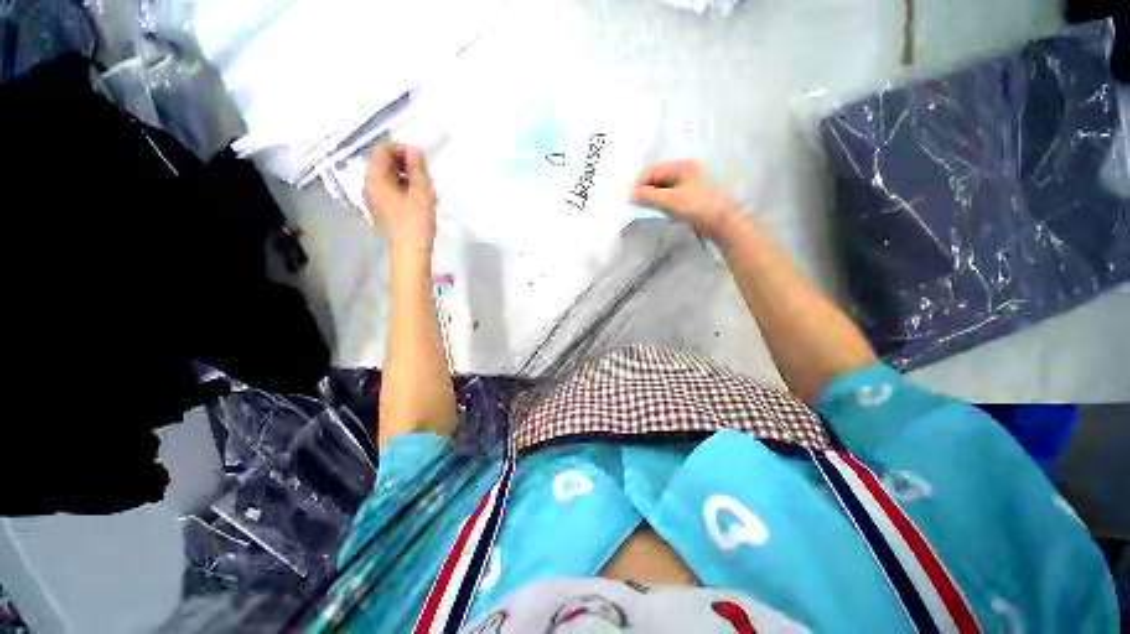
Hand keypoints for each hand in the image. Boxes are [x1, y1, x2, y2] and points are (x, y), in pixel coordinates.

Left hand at [364, 143, 437, 253]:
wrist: (411, 252)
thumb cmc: (416, 222)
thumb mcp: (421, 192)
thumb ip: (417, 168)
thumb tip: (414, 149)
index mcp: (375, 178)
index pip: (381, 150)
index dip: (400, 148)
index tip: (420, 157)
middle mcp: (370, 185)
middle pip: (383, 163)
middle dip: (404, 162)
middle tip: (424, 172)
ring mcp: (375, 198)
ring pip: (389, 177)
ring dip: (406, 175)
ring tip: (424, 185)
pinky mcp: (383, 209)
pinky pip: (391, 189)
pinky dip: (404, 187)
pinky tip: (418, 197)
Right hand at [630, 160, 738, 239]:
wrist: (720, 223)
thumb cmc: (696, 207)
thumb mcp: (669, 200)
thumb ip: (648, 196)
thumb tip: (631, 195)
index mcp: (681, 166)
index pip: (652, 170)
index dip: (639, 183)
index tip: (630, 198)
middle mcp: (684, 171)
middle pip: (657, 177)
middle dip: (644, 189)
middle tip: (635, 204)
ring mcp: (687, 183)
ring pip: (662, 187)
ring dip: (651, 196)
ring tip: (643, 208)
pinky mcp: (688, 196)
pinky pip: (668, 195)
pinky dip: (659, 201)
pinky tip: (655, 210)